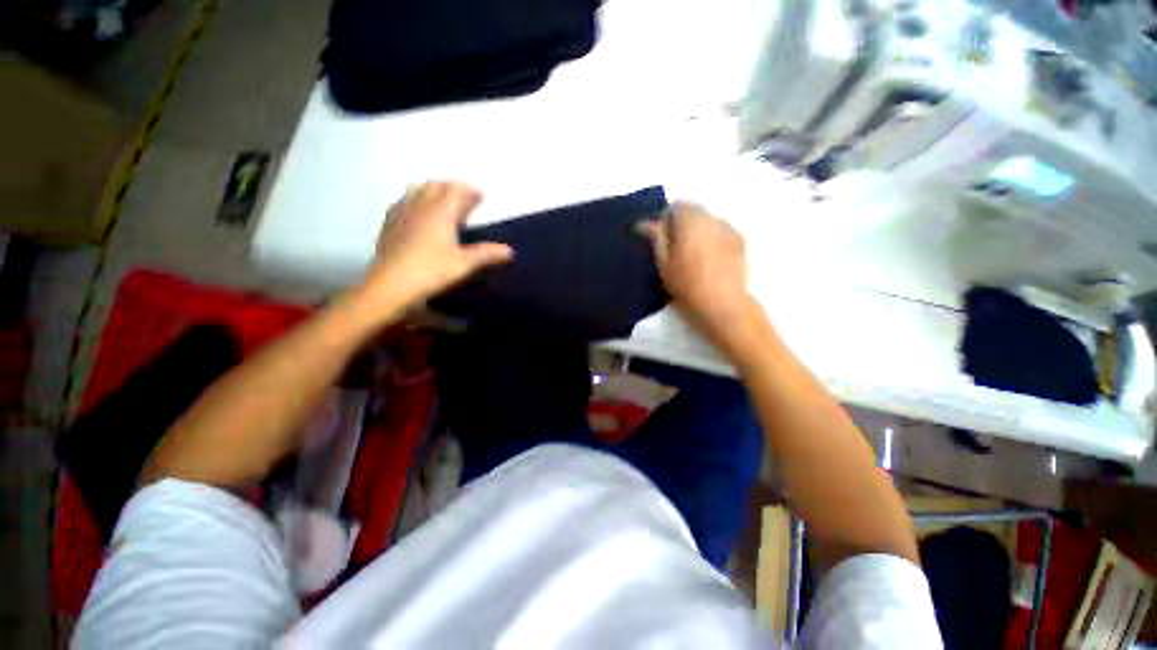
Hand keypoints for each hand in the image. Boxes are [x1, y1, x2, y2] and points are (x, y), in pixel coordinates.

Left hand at [362, 182, 512, 313]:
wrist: (391, 285)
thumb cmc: (432, 272)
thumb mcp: (464, 264)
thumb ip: (487, 254)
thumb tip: (509, 251)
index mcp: (440, 212)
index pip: (455, 190)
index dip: (469, 190)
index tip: (480, 195)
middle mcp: (419, 206)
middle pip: (436, 186)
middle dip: (452, 188)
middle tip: (465, 199)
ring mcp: (401, 213)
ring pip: (417, 190)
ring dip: (432, 190)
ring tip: (442, 201)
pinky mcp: (389, 224)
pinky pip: (402, 202)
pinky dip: (414, 200)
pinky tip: (416, 212)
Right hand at [640, 202, 752, 340]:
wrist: (722, 304)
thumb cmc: (687, 285)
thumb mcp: (664, 264)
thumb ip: (657, 238)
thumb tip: (647, 222)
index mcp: (690, 221)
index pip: (676, 205)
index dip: (666, 219)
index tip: (662, 237)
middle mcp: (711, 218)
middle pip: (694, 209)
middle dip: (683, 222)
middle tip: (675, 246)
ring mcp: (728, 228)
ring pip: (708, 219)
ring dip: (698, 228)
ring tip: (694, 252)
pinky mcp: (740, 240)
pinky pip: (721, 229)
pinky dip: (712, 236)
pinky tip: (710, 257)